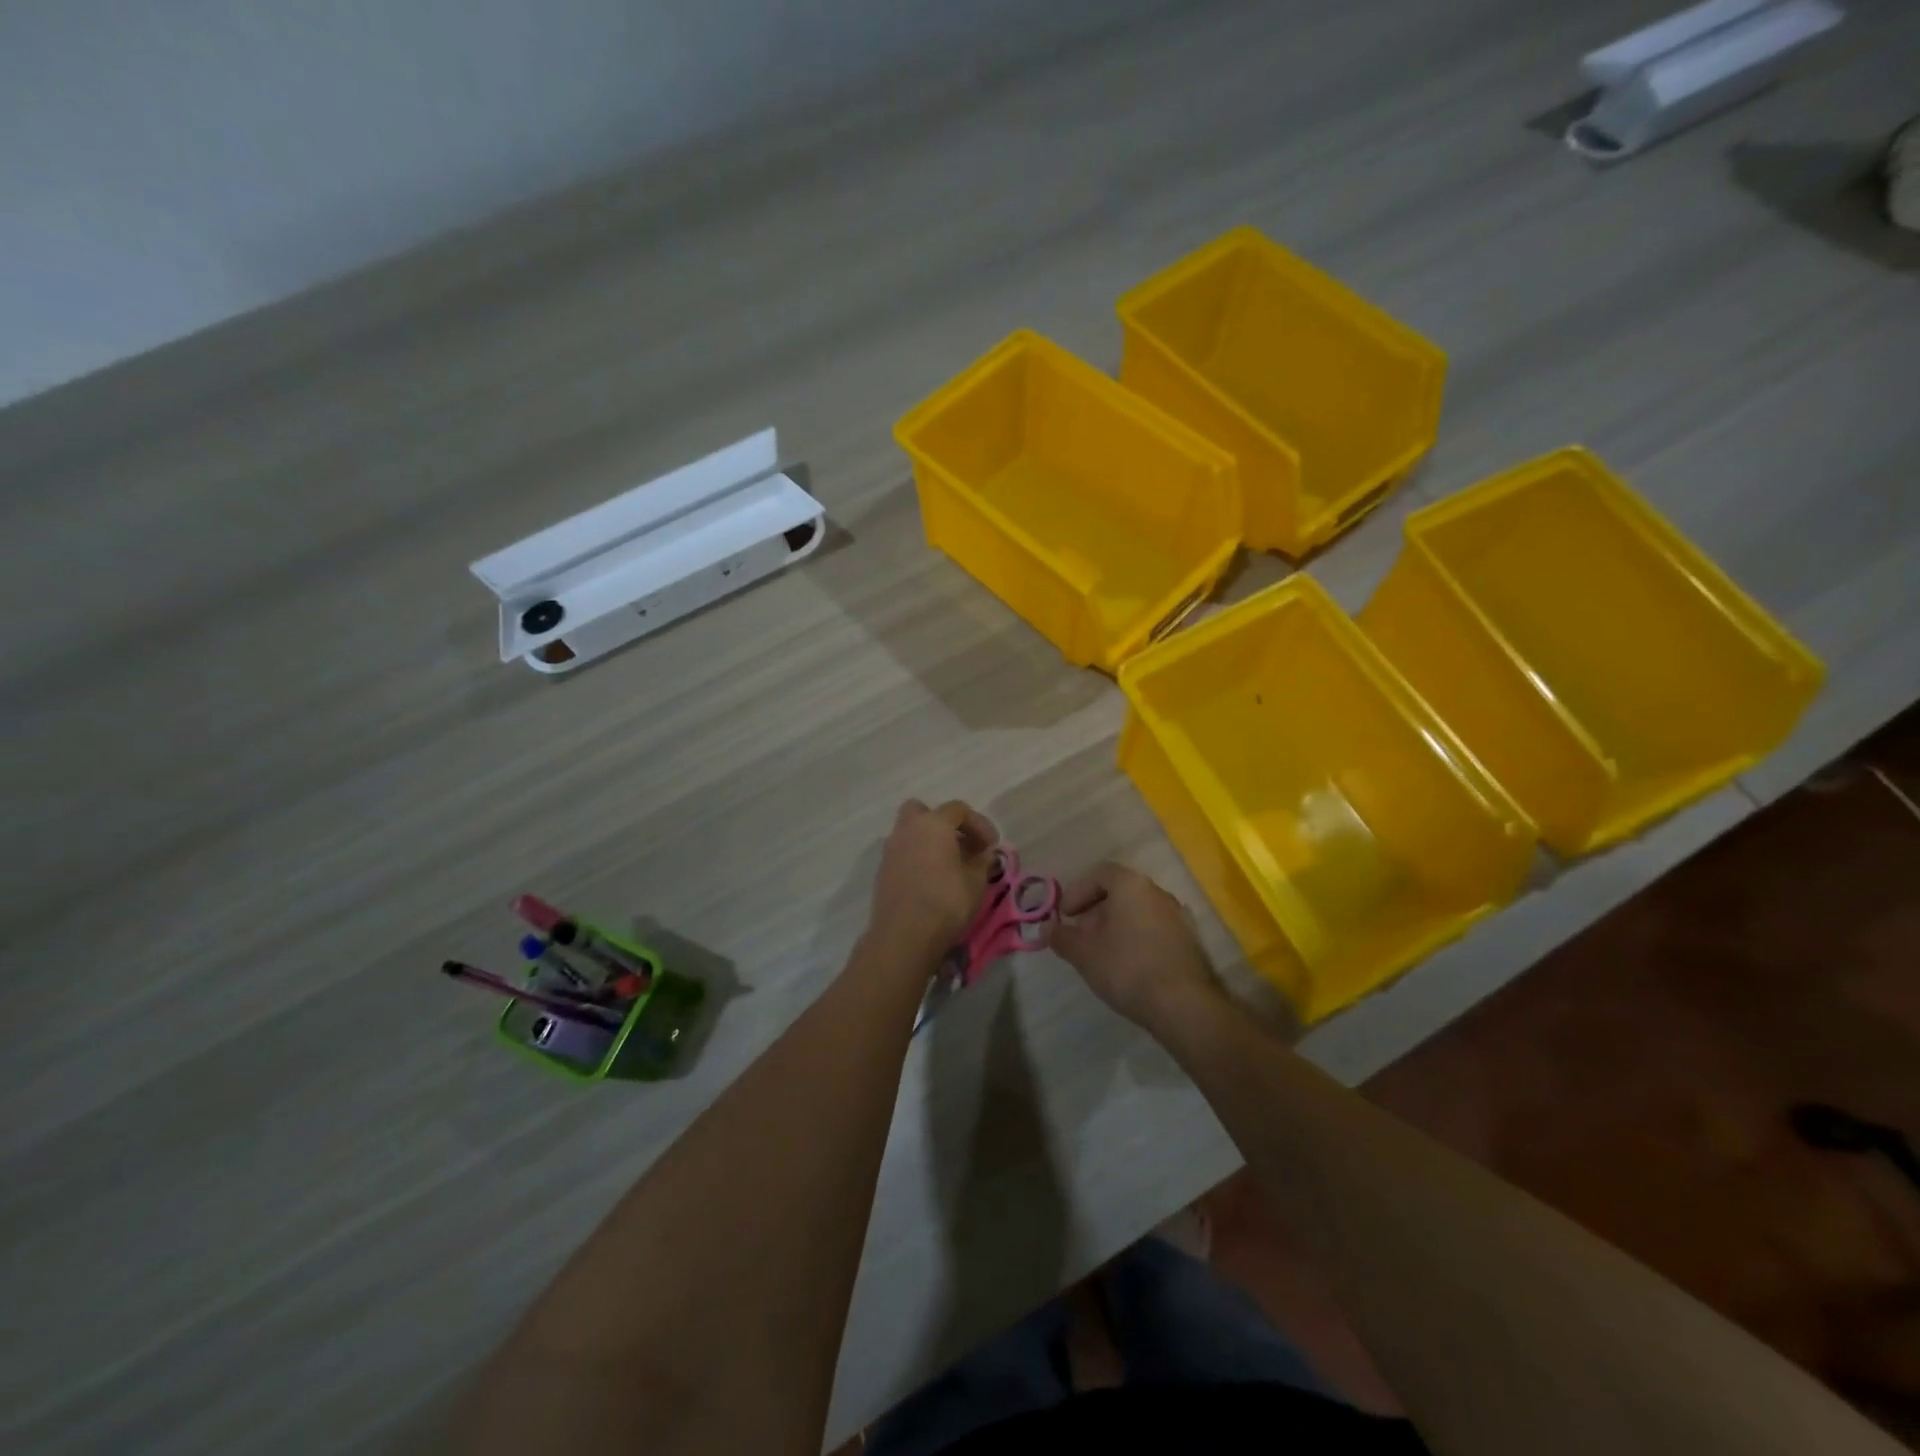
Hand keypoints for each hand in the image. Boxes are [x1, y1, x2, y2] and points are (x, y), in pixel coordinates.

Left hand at [867, 799, 999, 955]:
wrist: (903, 935)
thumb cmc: (946, 902)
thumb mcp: (976, 881)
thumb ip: (982, 860)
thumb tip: (983, 852)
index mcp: (933, 823)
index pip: (959, 809)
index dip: (979, 824)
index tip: (991, 846)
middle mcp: (908, 828)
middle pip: (924, 811)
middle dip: (944, 823)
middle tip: (961, 844)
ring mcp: (891, 848)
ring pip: (910, 831)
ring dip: (929, 840)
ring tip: (948, 863)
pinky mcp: (883, 870)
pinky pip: (903, 851)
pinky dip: (917, 856)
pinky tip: (930, 878)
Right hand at [1048, 862, 1218, 1029]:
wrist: (1183, 1004)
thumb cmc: (1127, 968)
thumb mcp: (1084, 954)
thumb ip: (1062, 937)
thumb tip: (1046, 928)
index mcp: (1131, 885)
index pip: (1100, 874)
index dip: (1077, 892)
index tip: (1065, 916)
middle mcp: (1158, 892)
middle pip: (1120, 892)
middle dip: (1095, 911)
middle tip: (1080, 935)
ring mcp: (1178, 916)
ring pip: (1137, 911)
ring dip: (1116, 925)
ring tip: (1101, 952)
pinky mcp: (1189, 940)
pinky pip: (1154, 928)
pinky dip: (1136, 937)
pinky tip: (1127, 964)